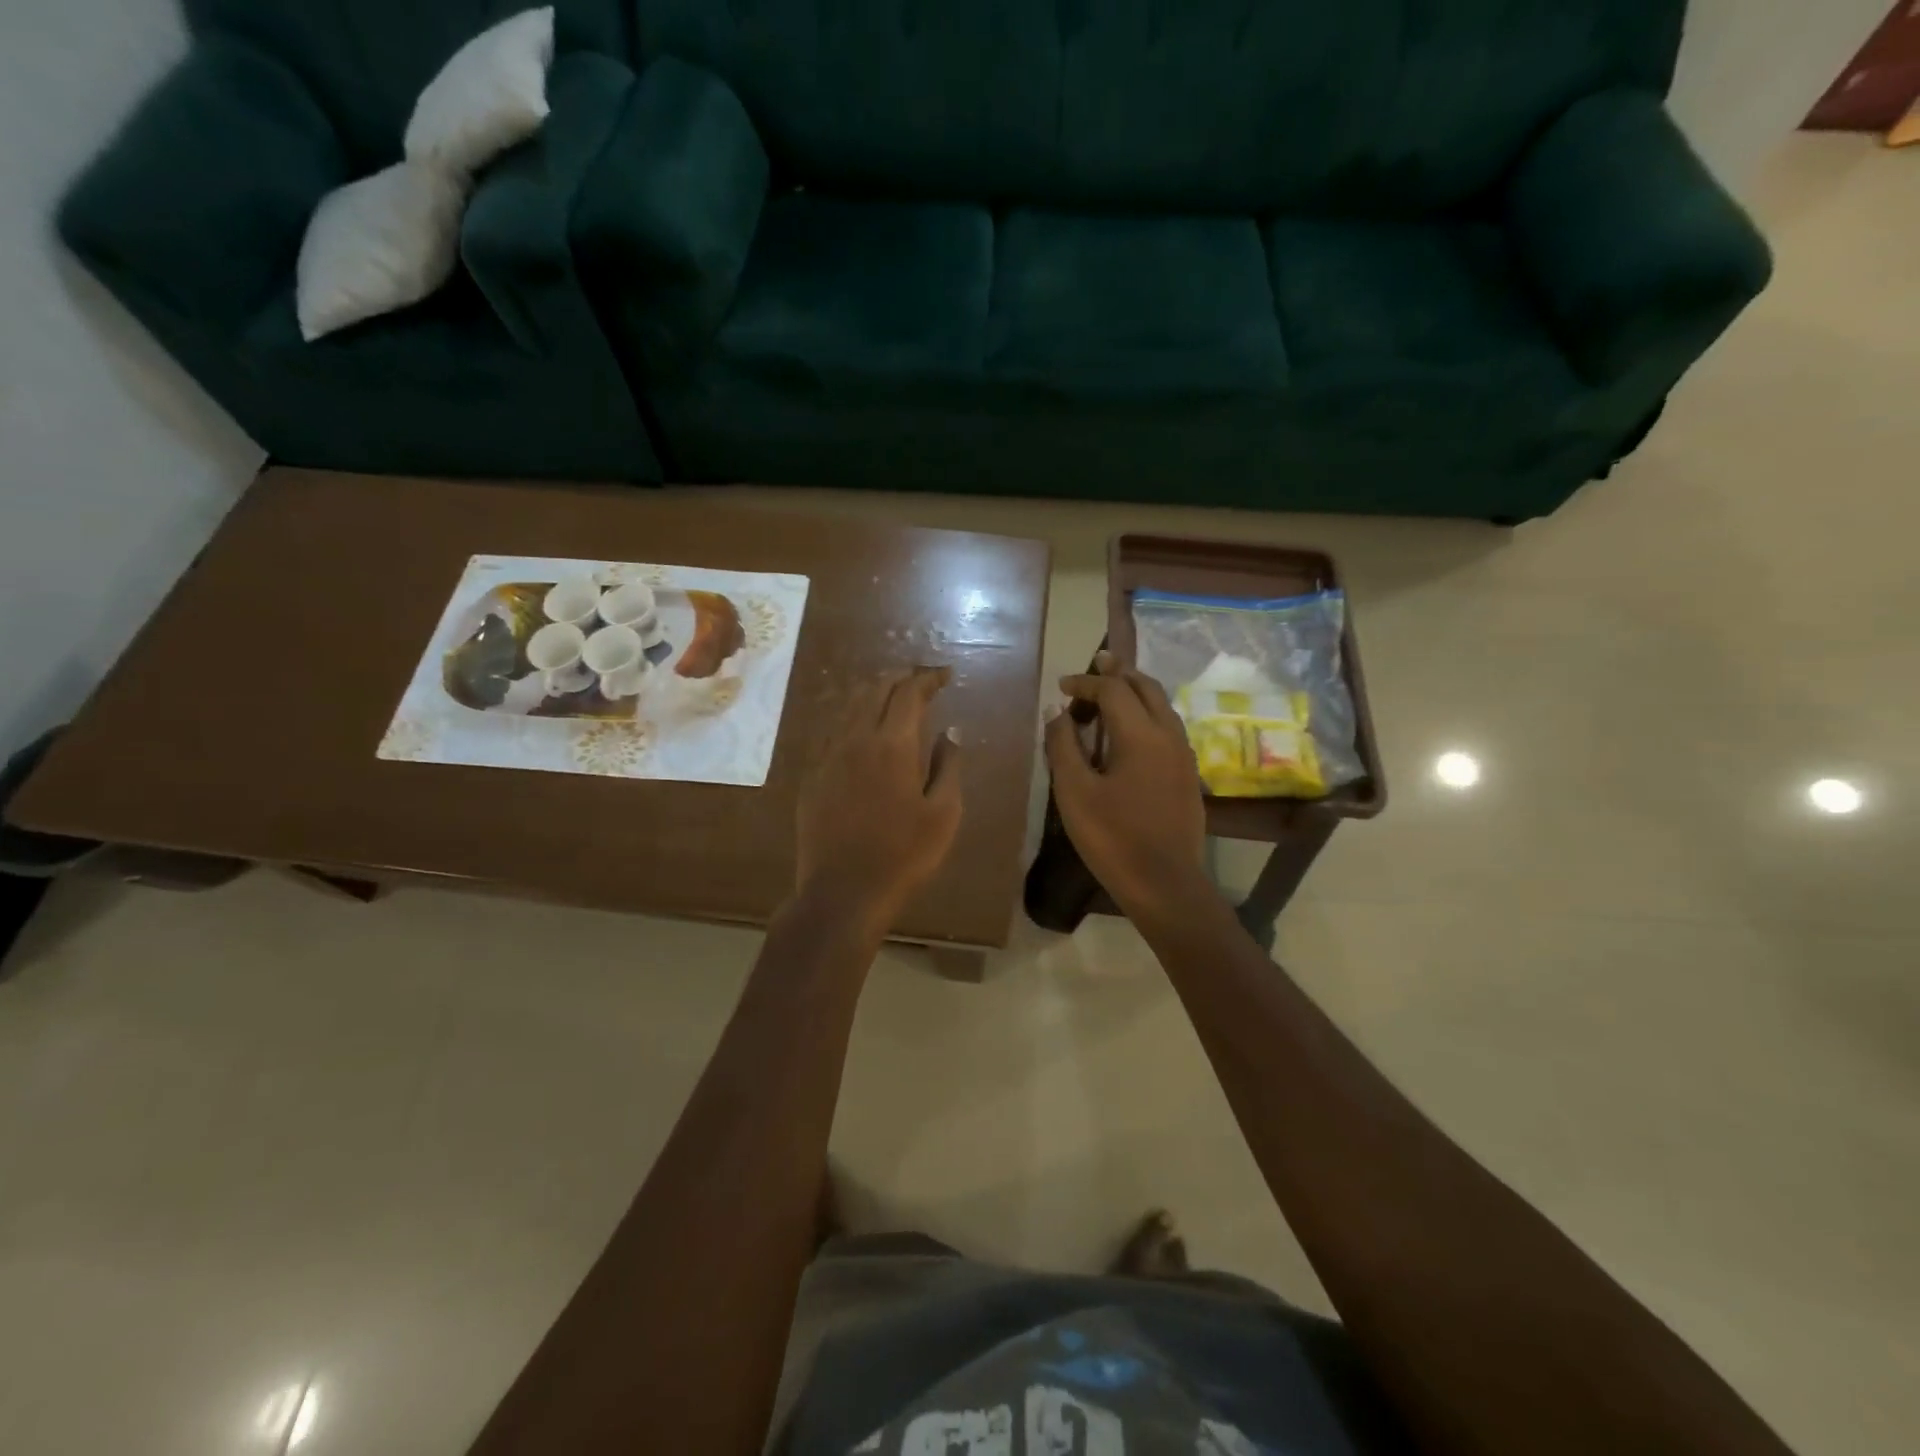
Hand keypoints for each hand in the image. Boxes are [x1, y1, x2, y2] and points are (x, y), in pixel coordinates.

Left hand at [796, 666, 963, 932]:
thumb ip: (949, 766)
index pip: (909, 693)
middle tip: (920, 681)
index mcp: (892, 744)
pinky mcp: (813, 776)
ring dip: (873, 693)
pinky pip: (833, 731)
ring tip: (892, 697)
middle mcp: (856, 739)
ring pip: (849, 706)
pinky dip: (852, 718)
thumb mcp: (943, 814)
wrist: (843, 892)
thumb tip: (951, 731)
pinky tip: (861, 731)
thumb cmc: (904, 855)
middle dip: (899, 678)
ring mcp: (828, 756)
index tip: (944, 676)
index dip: (927, 678)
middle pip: (874, 689)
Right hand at [1045, 651, 1209, 920]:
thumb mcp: (1074, 791)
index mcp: (1141, 734)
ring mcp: (1184, 755)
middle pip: (1146, 687)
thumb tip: (1056, 711)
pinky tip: (1131, 731)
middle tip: (1097, 663)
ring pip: (1162, 705)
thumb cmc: (1112, 837)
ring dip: (1135, 692)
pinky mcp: (1188, 774)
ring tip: (1112, 692)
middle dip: (1118, 673)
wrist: (1165, 884)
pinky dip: (1147, 713)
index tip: (1061, 688)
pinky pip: (1168, 726)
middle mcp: (1169, 734)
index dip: (1085, 683)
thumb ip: (1063, 745)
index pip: (1112, 690)